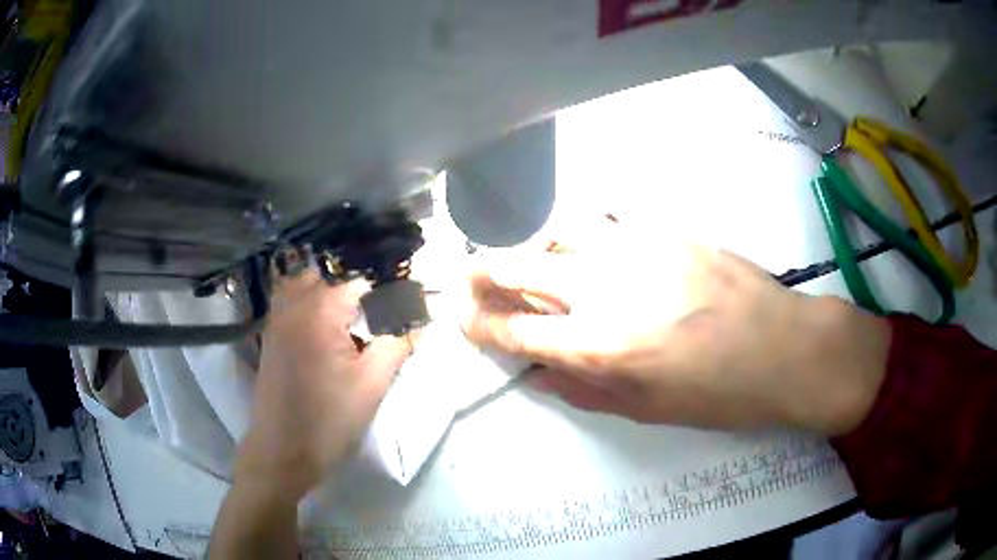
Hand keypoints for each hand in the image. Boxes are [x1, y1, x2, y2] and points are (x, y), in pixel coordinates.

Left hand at [236, 268, 410, 498]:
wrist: (282, 451)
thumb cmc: (329, 420)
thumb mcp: (372, 385)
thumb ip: (396, 346)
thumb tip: (418, 324)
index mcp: (320, 311)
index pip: (361, 284)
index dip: (385, 298)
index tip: (402, 317)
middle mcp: (294, 304)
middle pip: (330, 278)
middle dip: (356, 294)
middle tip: (374, 324)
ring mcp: (276, 319)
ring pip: (305, 285)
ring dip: (328, 295)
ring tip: (349, 324)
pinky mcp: (269, 336)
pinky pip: (289, 302)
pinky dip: (308, 305)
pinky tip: (324, 333)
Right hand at [462, 233, 890, 435]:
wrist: (783, 347)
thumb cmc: (719, 394)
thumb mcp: (647, 411)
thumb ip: (584, 389)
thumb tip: (541, 372)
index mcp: (599, 344)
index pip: (516, 328)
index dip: (480, 323)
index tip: (460, 318)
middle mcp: (605, 288)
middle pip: (522, 267)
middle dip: (484, 272)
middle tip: (466, 274)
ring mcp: (636, 248)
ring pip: (560, 231)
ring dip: (534, 245)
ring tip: (530, 258)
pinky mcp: (665, 228)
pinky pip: (607, 220)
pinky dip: (584, 232)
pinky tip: (588, 243)